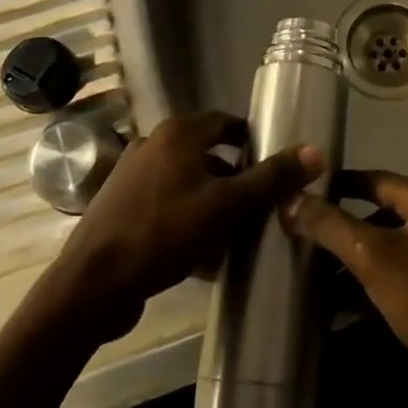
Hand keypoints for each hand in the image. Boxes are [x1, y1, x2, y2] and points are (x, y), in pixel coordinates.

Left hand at [44, 112, 322, 340]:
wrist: (91, 285)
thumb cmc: (163, 234)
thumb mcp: (226, 207)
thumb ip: (271, 179)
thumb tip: (316, 151)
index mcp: (177, 134)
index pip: (225, 123)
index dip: (252, 140)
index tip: (274, 165)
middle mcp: (152, 144)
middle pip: (206, 153)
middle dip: (233, 177)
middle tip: (259, 204)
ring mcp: (132, 175)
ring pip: (186, 182)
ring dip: (211, 202)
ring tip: (234, 232)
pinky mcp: (120, 206)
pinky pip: (166, 205)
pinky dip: (186, 219)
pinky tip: (201, 255)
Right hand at [283, 170, 407, 407]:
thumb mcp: (372, 258)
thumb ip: (330, 226)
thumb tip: (290, 200)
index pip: (375, 180)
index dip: (339, 185)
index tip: (305, 194)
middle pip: (385, 213)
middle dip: (346, 228)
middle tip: (307, 240)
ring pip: (395, 247)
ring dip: (360, 260)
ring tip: (319, 276)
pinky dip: (380, 283)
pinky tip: (348, 305)